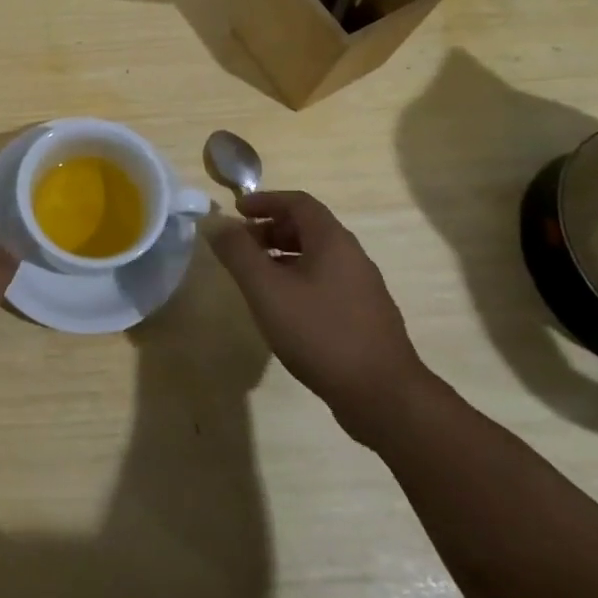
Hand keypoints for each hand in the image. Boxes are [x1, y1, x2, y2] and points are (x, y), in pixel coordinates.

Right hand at [206, 189, 432, 444]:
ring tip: (255, 277)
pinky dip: (298, 280)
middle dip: (270, 229)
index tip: (236, 211)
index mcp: (333, 241)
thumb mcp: (267, 289)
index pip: (298, 202)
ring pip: (317, 257)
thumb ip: (238, 253)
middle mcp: (352, 257)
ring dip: (282, 256)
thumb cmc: (319, 333)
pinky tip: (283, 309)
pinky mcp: (364, 317)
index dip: (265, 201)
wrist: (383, 396)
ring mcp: (362, 288)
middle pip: (308, 228)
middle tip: (240, 246)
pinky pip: (325, 282)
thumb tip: (215, 222)